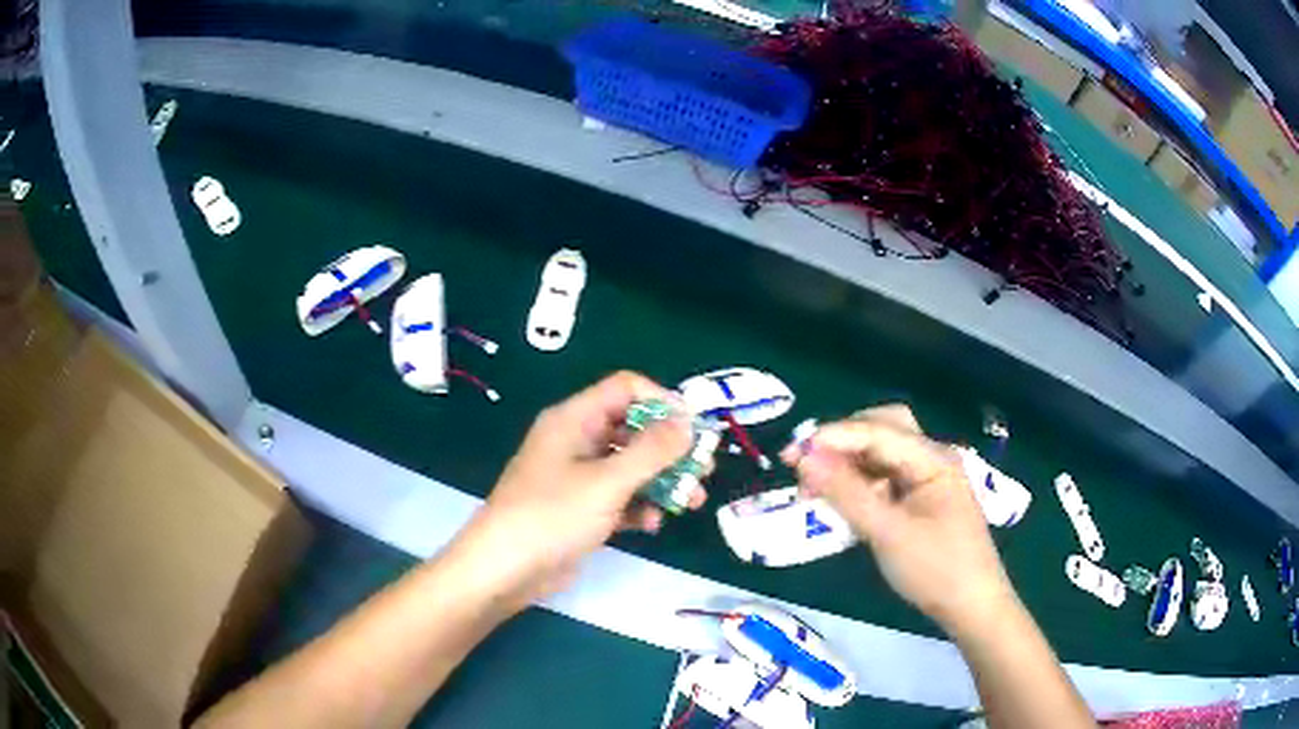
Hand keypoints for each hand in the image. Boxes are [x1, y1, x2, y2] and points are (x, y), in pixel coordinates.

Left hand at [452, 372, 704, 611]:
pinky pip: (619, 496)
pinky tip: (652, 525)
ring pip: (630, 466)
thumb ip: (651, 451)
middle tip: (703, 468)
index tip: (693, 429)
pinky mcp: (580, 508)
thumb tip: (687, 421)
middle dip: (670, 448)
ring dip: (661, 481)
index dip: (662, 402)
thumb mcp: (607, 482)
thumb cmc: (552, 516)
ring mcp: (577, 476)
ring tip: (692, 502)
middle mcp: (576, 440)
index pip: (625, 388)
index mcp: (575, 419)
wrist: (505, 569)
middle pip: (633, 428)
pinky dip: (639, 506)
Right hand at [781, 405, 1015, 634]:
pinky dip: (863, 483)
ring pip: (885, 454)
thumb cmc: (936, 570)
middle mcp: (932, 459)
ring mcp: (930, 480)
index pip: (876, 431)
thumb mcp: (887, 533)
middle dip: (843, 440)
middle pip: (884, 428)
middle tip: (807, 463)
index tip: (790, 454)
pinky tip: (846, 502)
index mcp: (932, 458)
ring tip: (818, 486)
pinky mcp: (924, 501)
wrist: (973, 607)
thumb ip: (846, 493)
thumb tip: (805, 458)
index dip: (832, 438)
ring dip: (851, 462)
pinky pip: (888, 478)